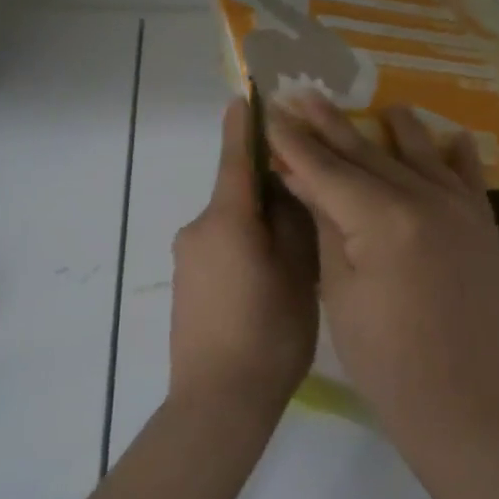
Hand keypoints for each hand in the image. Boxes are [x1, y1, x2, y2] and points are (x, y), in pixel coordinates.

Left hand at [169, 98, 319, 420]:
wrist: (217, 403)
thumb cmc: (268, 335)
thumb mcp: (298, 274)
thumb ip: (294, 223)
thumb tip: (289, 188)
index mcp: (226, 220)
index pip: (236, 158)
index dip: (245, 125)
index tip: (247, 94)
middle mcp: (198, 230)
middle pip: (237, 193)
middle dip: (270, 187)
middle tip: (312, 196)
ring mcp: (187, 258)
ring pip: (232, 223)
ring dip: (261, 222)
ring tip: (300, 246)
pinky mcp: (186, 284)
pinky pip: (221, 247)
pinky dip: (247, 245)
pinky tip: (272, 275)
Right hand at [266, 96, 498, 427]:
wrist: (455, 394)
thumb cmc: (381, 352)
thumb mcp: (339, 285)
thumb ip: (325, 221)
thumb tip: (301, 175)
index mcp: (382, 217)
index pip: (327, 169)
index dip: (296, 142)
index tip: (272, 112)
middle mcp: (425, 199)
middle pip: (368, 154)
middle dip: (332, 125)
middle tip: (305, 94)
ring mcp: (459, 209)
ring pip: (419, 156)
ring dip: (395, 129)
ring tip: (380, 105)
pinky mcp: (482, 225)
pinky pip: (469, 178)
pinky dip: (458, 155)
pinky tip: (451, 136)